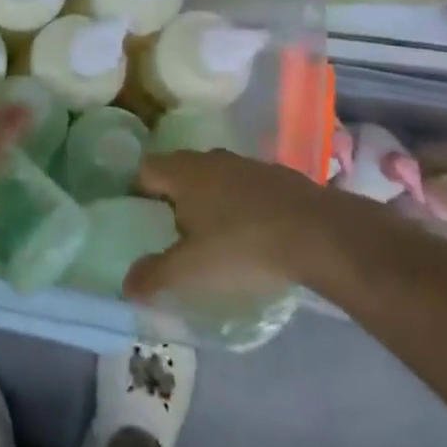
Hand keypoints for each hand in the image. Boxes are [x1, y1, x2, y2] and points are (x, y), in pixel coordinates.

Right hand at [124, 149, 325, 302]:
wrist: (320, 234)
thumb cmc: (243, 246)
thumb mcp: (193, 269)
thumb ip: (155, 276)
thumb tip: (126, 287)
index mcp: (182, 173)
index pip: (145, 170)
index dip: (137, 191)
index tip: (139, 217)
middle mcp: (210, 159)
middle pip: (179, 170)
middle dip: (172, 195)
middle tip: (171, 229)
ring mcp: (246, 164)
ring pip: (214, 176)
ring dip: (209, 198)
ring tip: (212, 233)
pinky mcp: (277, 176)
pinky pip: (245, 186)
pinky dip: (241, 203)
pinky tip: (251, 232)